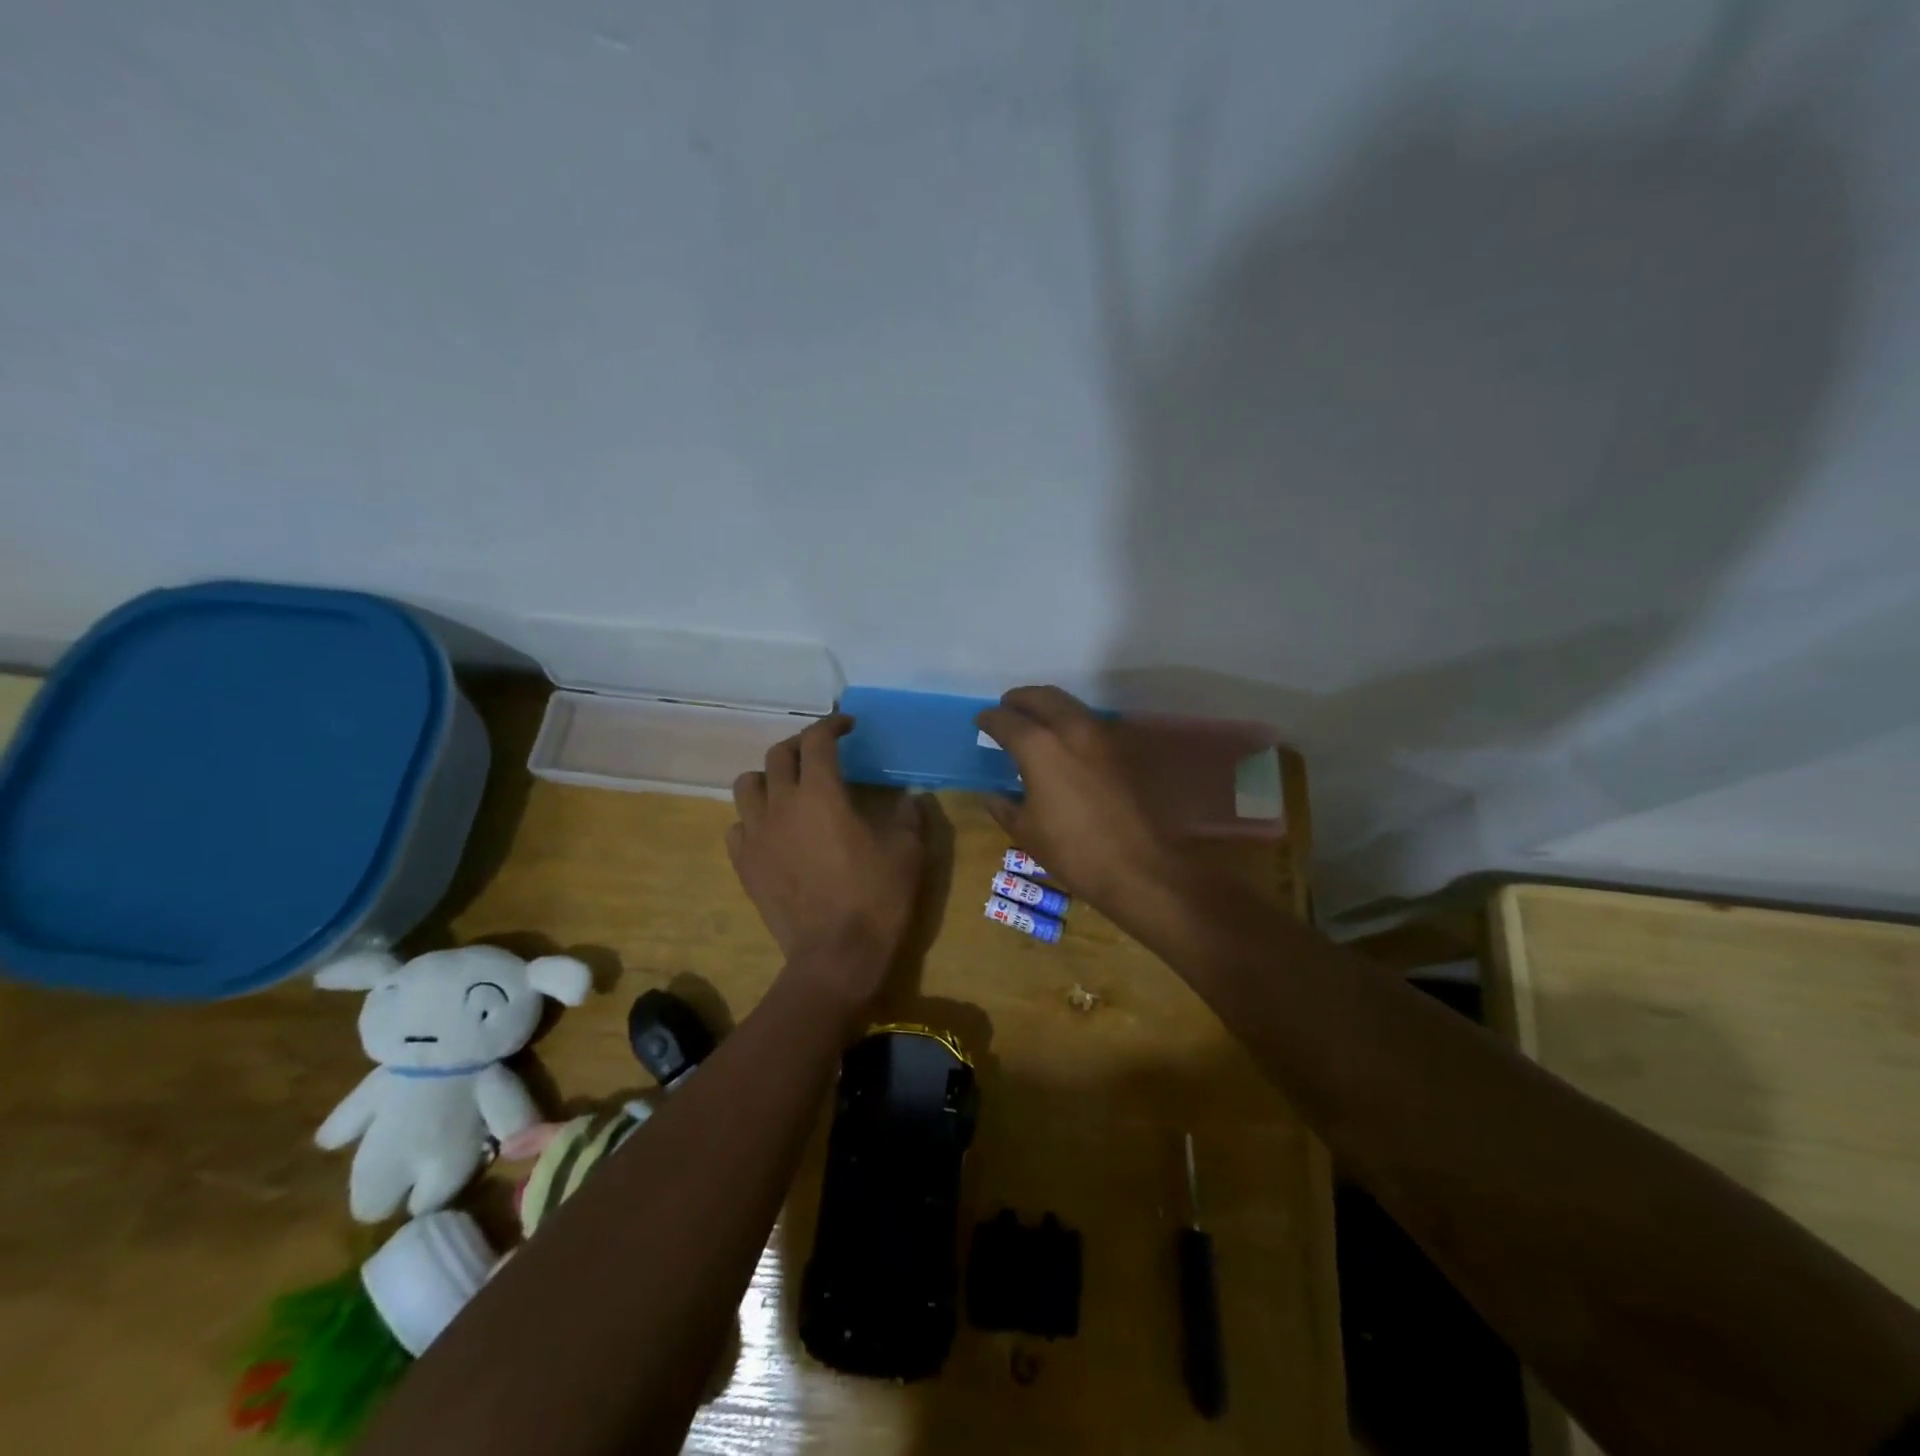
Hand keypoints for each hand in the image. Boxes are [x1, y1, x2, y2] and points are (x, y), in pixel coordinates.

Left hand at [727, 715, 926, 1008]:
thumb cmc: (876, 898)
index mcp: (821, 793)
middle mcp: (781, 804)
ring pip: (747, 785)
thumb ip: (910, 816)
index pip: (817, 739)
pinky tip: (774, 831)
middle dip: (801, 746)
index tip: (848, 726)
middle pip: (778, 755)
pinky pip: (738, 826)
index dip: (832, 724)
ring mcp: (756, 835)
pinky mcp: (744, 864)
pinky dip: (754, 818)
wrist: (835, 956)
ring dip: (769, 778)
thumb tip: (911, 798)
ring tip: (789, 789)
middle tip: (822, 754)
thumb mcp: (908, 852)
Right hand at [975, 686, 1177, 910]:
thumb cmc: (1073, 852)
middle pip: (1041, 697)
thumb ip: (1004, 806)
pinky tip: (1066, 742)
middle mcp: (1071, 729)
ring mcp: (1103, 736)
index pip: (1005, 720)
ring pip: (1070, 705)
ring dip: (1049, 706)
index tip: (981, 721)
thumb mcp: (1026, 832)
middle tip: (1007, 708)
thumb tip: (992, 795)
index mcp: (1039, 747)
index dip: (989, 719)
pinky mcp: (1124, 749)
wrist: (1139, 867)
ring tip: (1035, 722)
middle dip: (1020, 699)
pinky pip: (1091, 723)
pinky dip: (1072, 723)